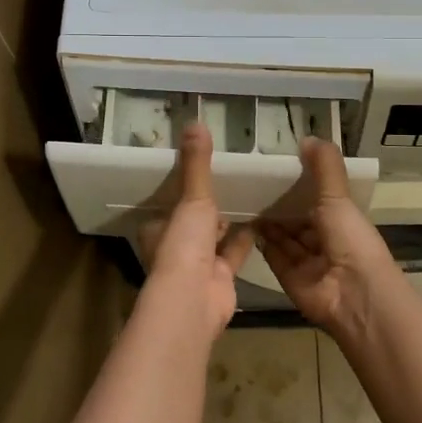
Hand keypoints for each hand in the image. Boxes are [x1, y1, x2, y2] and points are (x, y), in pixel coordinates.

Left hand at [139, 123, 253, 335]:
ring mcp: (198, 266)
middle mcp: (175, 247)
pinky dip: (246, 239)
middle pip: (192, 222)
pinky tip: (262, 220)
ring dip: (228, 221)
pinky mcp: (221, 279)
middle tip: (229, 178)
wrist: (194, 300)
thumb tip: (195, 122)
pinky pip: (235, 252)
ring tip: (248, 193)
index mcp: (158, 229)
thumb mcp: (191, 199)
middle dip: (208, 206)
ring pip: (214, 237)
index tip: (197, 171)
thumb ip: (196, 164)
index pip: (168, 205)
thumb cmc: (183, 246)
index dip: (181, 190)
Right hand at [256, 137, 399, 339]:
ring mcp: (307, 262)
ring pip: (284, 237)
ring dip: (268, 222)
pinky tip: (246, 223)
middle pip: (297, 219)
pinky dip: (262, 242)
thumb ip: (324, 166)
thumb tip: (307, 136)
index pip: (316, 199)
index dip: (298, 184)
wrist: (353, 294)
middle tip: (250, 182)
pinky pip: (273, 256)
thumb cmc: (350, 239)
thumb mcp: (338, 196)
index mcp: (341, 220)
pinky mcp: (290, 278)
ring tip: (243, 198)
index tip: (275, 166)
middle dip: (278, 204)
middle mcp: (324, 240)